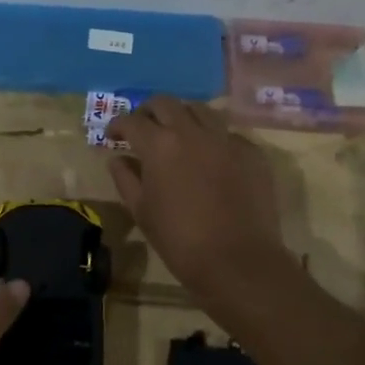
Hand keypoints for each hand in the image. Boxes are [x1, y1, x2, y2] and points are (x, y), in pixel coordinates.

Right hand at [108, 97, 287, 295]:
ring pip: (200, 110)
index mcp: (160, 145)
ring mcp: (226, 138)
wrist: (238, 261)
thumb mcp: (142, 211)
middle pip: (166, 103)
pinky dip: (213, 138)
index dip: (117, 125)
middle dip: (149, 111)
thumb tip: (118, 159)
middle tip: (143, 128)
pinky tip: (211, 157)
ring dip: (183, 116)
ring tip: (178, 135)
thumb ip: (125, 179)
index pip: (131, 120)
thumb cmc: (180, 240)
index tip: (112, 136)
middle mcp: (192, 131)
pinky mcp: (252, 152)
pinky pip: (227, 133)